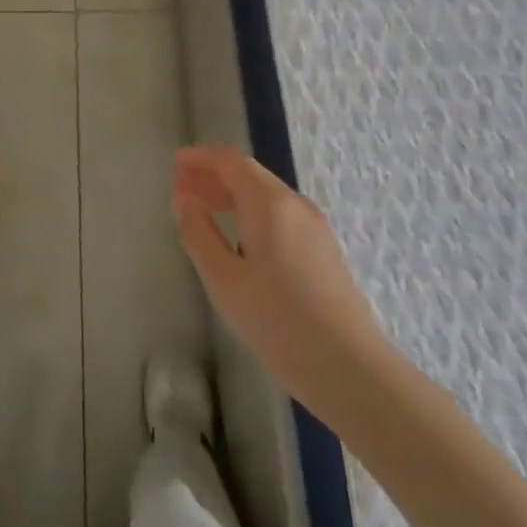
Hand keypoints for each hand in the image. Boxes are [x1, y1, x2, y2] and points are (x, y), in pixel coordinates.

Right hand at [172, 146, 383, 402]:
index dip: (202, 158)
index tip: (176, 163)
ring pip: (266, 196)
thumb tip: (183, 200)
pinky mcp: (323, 250)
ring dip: (232, 195)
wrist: (350, 368)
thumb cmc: (278, 321)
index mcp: (269, 203)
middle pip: (249, 175)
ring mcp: (314, 227)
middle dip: (214, 176)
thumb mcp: (224, 279)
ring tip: (203, 210)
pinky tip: (238, 239)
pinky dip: (251, 213)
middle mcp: (294, 204)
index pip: (231, 161)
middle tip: (182, 187)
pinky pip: (280, 215)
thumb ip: (198, 233)